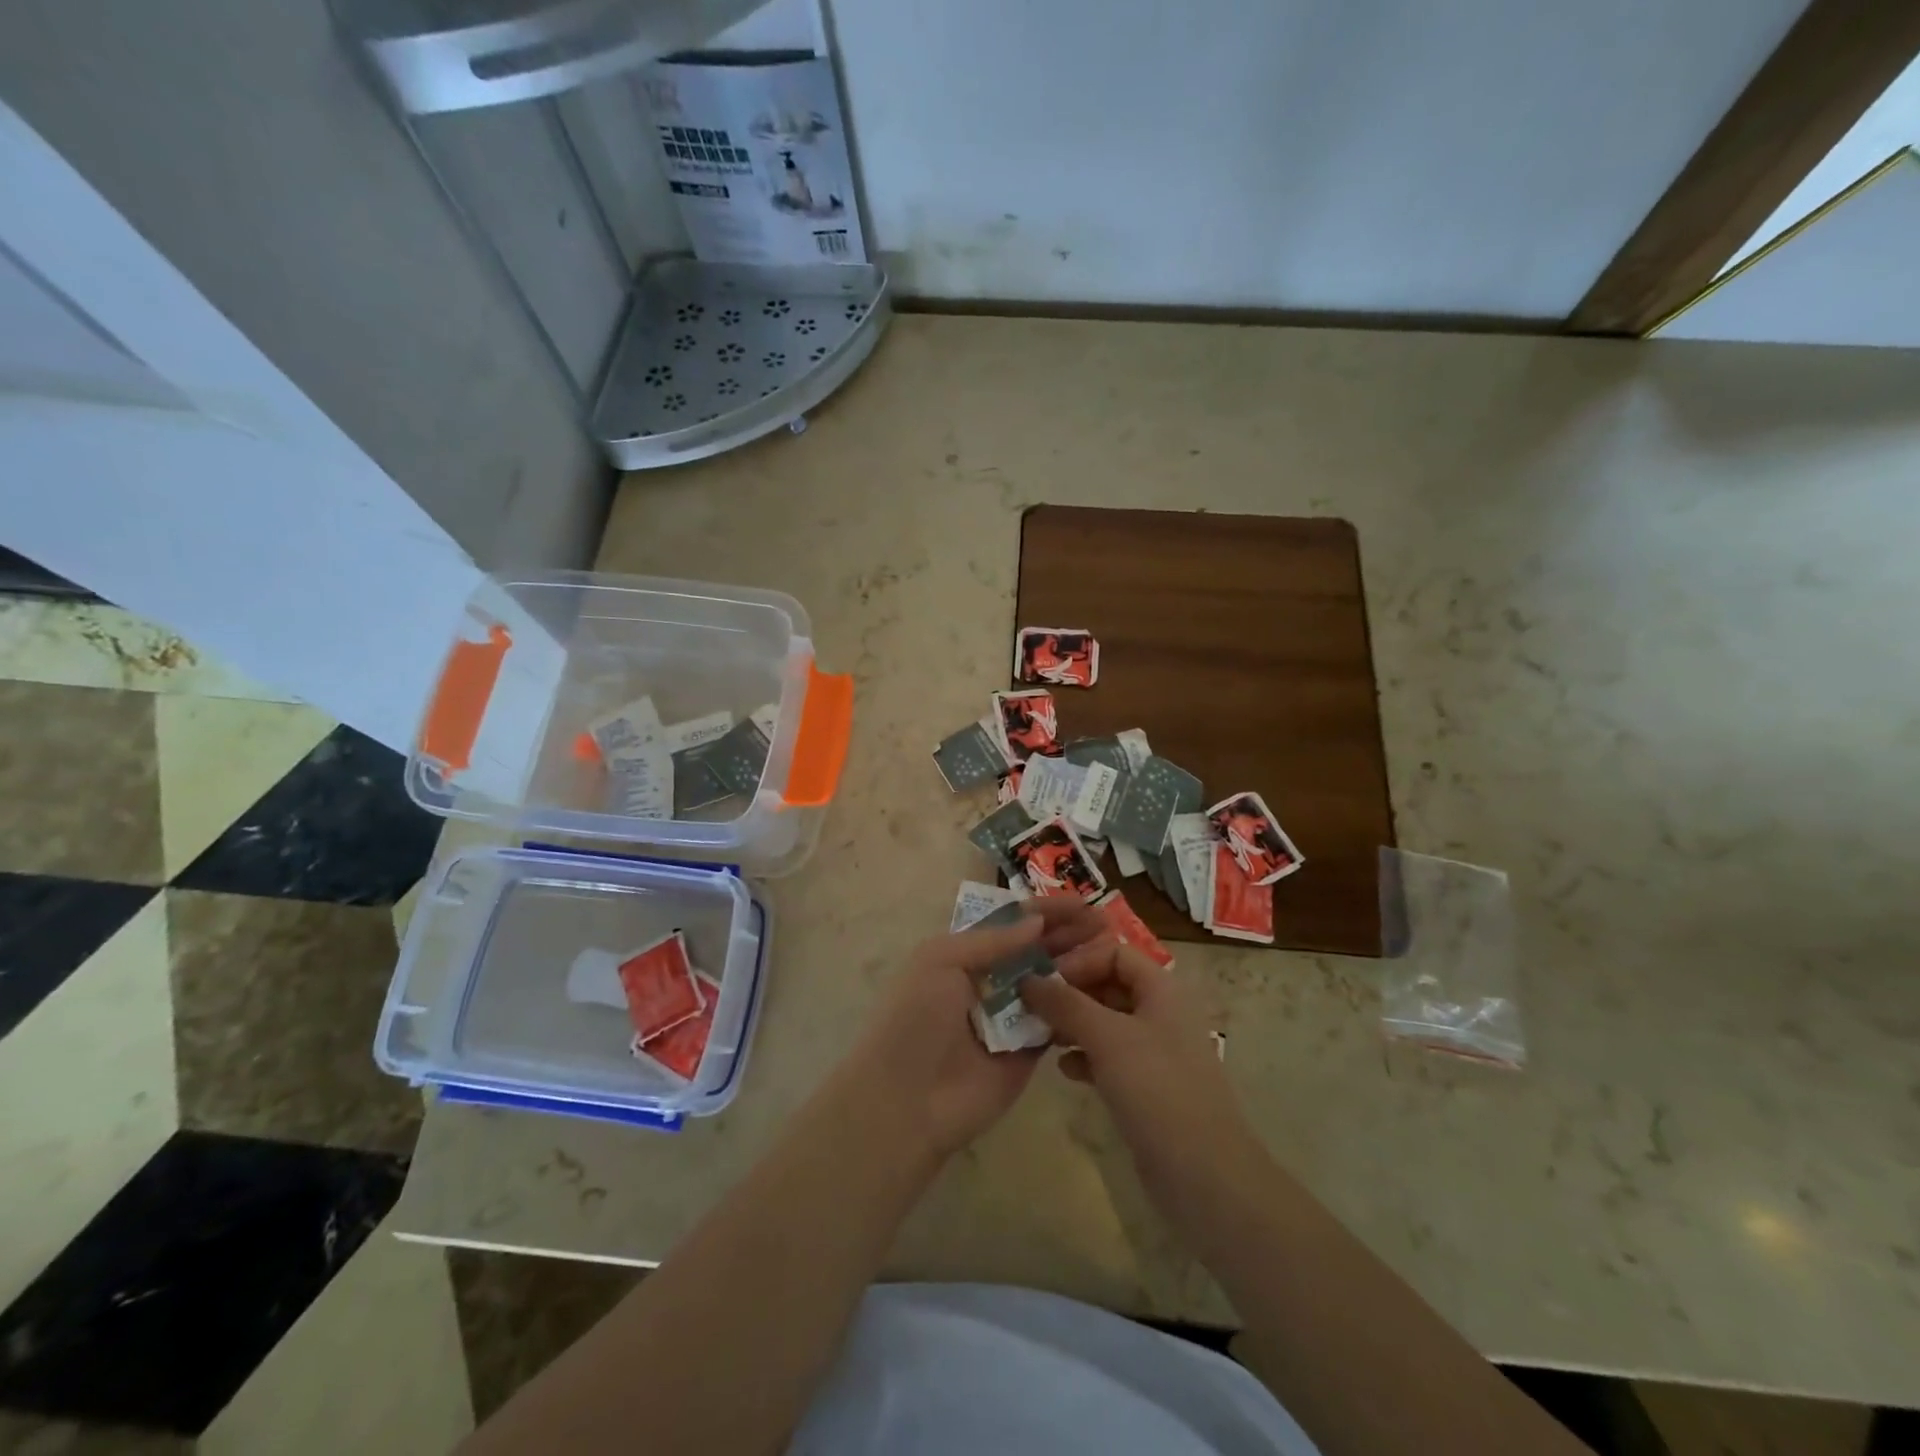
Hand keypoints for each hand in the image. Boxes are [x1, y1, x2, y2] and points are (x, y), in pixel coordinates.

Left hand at [842, 896, 1110, 1158]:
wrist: (907, 1102)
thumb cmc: (916, 1020)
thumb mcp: (940, 962)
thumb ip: (990, 940)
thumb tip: (1036, 921)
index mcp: (963, 955)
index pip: (1010, 924)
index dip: (1044, 911)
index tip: (1081, 902)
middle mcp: (989, 981)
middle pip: (1035, 950)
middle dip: (1068, 934)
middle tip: (1106, 922)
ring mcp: (1010, 1017)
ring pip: (1050, 983)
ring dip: (1079, 965)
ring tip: (1114, 948)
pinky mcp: (1028, 1052)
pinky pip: (1057, 1022)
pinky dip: (1079, 1005)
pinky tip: (1108, 988)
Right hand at [1020, 940, 1259, 1220]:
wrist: (1205, 1176)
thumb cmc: (1157, 1090)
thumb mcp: (1107, 1037)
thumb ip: (1065, 1004)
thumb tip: (1027, 979)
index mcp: (1162, 989)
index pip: (1114, 952)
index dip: (1079, 961)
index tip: (1042, 981)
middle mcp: (1160, 1013)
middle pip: (1108, 985)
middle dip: (1070, 993)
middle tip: (1030, 1007)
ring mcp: (1155, 1052)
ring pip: (1106, 1023)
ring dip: (1073, 1025)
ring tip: (1040, 1036)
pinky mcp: (1147, 1087)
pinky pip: (1109, 1057)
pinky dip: (1085, 1057)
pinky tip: (1064, 1070)